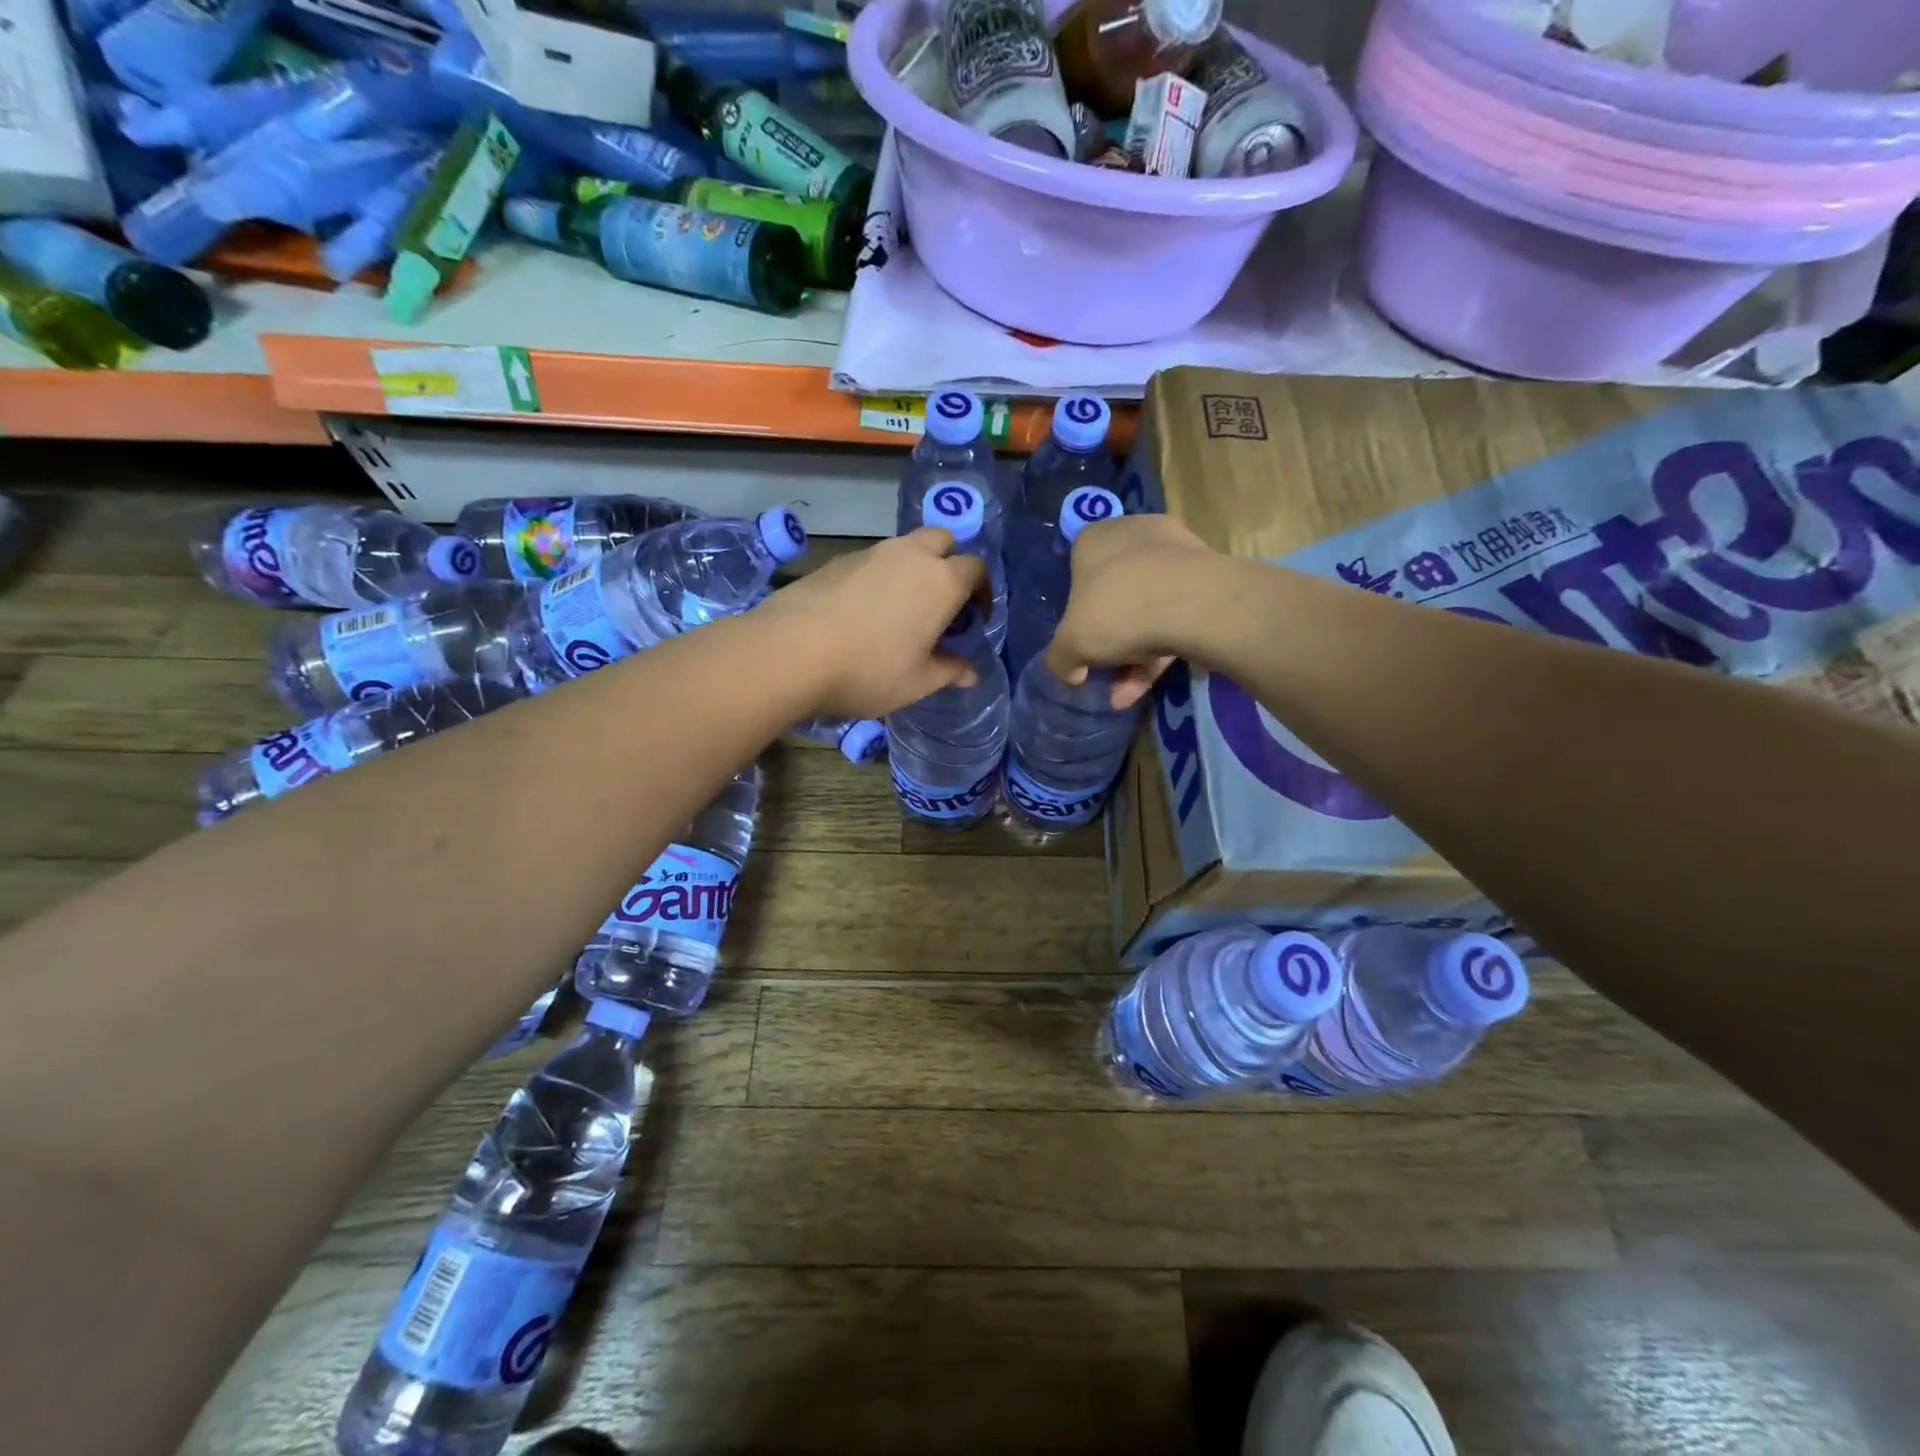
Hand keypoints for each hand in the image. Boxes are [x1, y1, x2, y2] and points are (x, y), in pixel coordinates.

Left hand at [759, 528, 987, 718]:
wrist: (791, 651)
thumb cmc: (868, 670)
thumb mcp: (916, 682)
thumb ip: (948, 672)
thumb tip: (970, 672)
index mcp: (941, 582)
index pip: (976, 568)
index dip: (981, 591)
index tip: (973, 619)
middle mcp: (910, 556)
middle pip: (942, 541)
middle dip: (949, 563)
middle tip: (941, 602)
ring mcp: (871, 553)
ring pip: (904, 548)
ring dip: (912, 569)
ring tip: (900, 610)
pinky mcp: (837, 560)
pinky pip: (871, 561)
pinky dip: (879, 577)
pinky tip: (862, 612)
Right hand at [1045, 514, 1216, 709]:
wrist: (1196, 605)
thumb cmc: (1118, 610)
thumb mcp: (1070, 644)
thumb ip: (1060, 659)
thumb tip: (1071, 671)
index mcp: (1094, 539)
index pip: (1075, 570)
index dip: (1075, 611)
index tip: (1079, 640)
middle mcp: (1133, 535)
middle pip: (1113, 594)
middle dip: (1108, 640)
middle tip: (1104, 672)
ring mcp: (1174, 554)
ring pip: (1146, 608)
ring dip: (1133, 655)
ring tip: (1125, 695)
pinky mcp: (1205, 577)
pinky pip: (1174, 615)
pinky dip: (1160, 650)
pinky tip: (1147, 687)